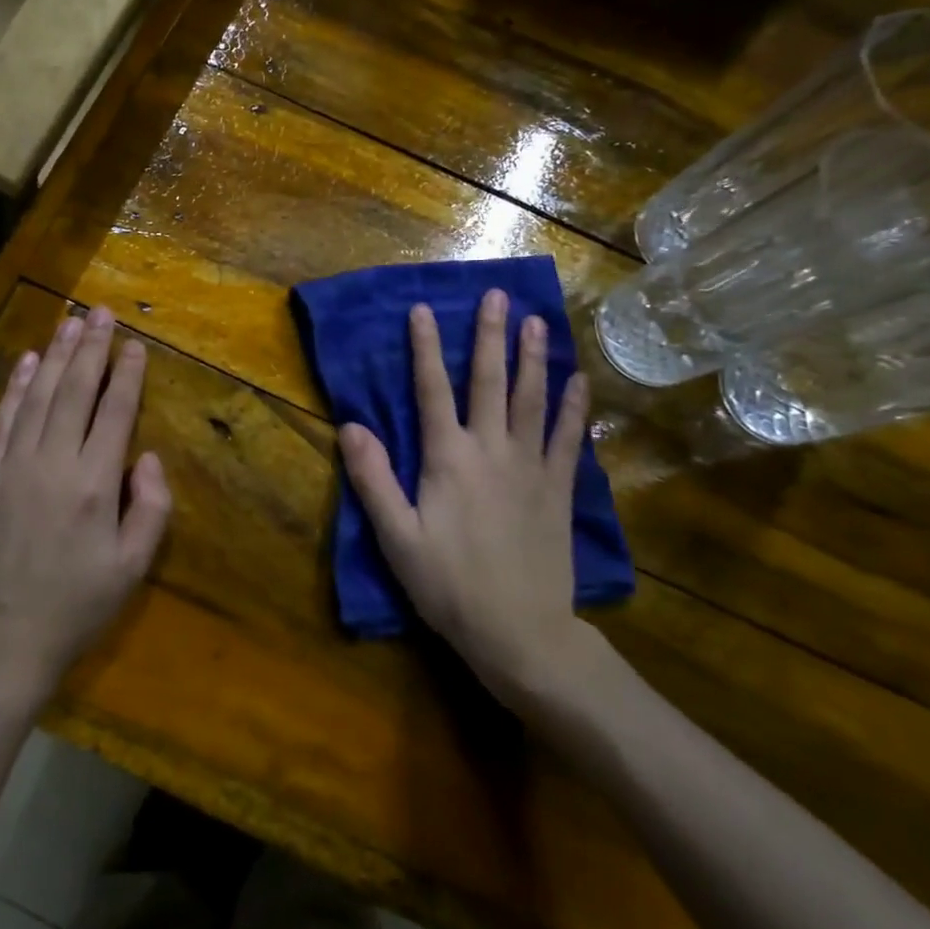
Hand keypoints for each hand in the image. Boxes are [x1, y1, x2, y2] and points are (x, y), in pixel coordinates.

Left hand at [0, 307, 172, 708]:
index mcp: (93, 484)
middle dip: (91, 348)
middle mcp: (52, 463)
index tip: (134, 344)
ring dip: (55, 356)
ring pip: (38, 397)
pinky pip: (3, 422)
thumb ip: (150, 508)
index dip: (126, 374)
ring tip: (69, 323)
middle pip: (75, 391)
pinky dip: (16, 389)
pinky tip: (26, 364)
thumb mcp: (131, 570)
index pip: (114, 412)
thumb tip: (146, 457)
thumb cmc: (73, 612)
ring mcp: (12, 467)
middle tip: (100, 312)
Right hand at [339, 290, 604, 708]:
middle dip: (490, 336)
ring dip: (534, 357)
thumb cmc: (449, 586)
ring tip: (538, 321)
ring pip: (532, 400)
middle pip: (489, 382)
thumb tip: (350, 426)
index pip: (433, 391)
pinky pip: (567, 438)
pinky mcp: (558, 490)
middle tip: (497, 295)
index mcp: (449, 460)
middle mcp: (492, 451)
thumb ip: (373, 479)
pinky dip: (573, 406)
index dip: (425, 348)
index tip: (424, 309)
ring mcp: (531, 467)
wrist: (521, 633)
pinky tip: (579, 380)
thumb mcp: (396, 537)